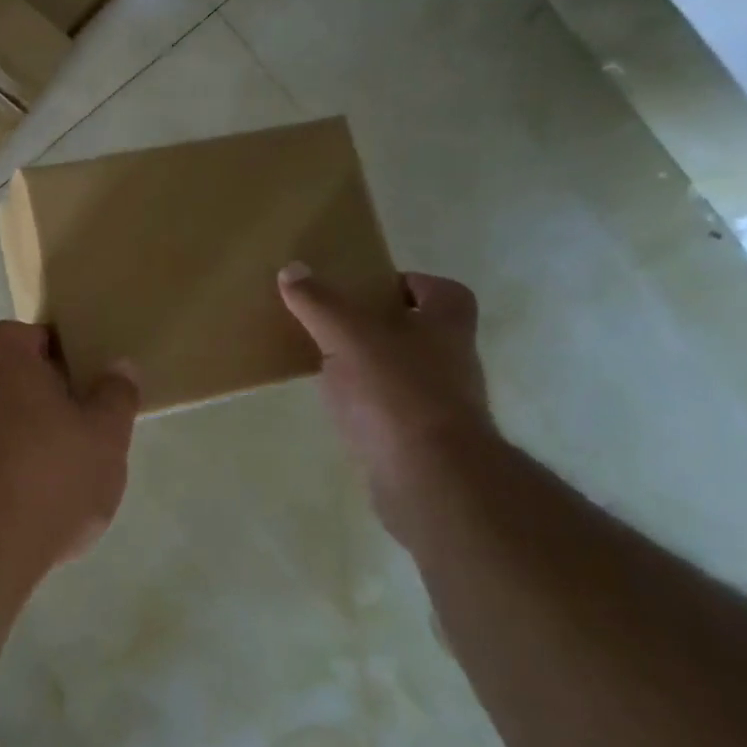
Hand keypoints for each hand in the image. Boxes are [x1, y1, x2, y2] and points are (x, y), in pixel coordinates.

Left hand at [0, 322, 139, 571]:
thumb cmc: (52, 472)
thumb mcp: (105, 433)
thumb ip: (116, 396)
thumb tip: (119, 365)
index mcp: (13, 370)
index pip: (13, 333)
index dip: (41, 338)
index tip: (73, 356)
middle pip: (16, 378)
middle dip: (52, 391)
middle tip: (91, 409)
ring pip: (13, 420)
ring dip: (43, 432)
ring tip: (83, 457)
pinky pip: (6, 458)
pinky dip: (30, 468)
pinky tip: (59, 497)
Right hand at [278, 263, 494, 525]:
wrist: (429, 478)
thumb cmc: (395, 390)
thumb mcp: (347, 335)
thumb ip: (319, 302)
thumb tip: (292, 269)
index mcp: (447, 325)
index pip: (442, 291)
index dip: (411, 284)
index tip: (370, 289)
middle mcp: (453, 361)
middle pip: (422, 331)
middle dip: (382, 326)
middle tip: (336, 322)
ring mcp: (443, 405)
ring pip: (406, 373)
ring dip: (373, 367)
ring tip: (327, 364)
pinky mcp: (424, 441)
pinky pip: (393, 411)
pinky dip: (369, 406)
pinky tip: (338, 407)